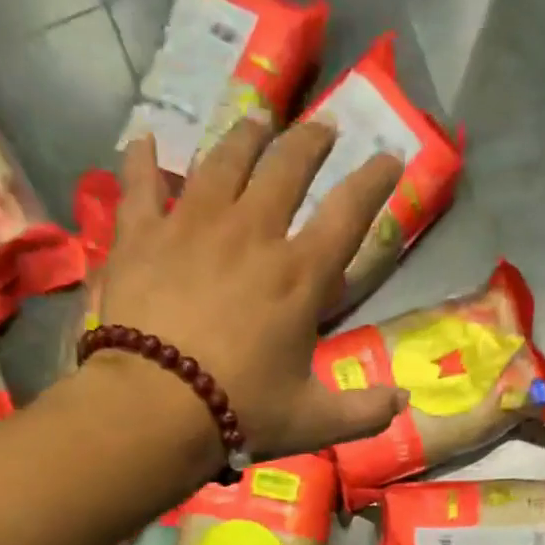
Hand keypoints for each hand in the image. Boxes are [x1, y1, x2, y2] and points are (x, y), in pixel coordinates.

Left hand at [98, 119, 408, 461]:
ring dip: (245, 136)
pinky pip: (141, 184)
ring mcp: (192, 226)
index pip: (348, 213)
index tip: (389, 159)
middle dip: (311, 142)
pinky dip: (142, 160)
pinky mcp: (142, 235)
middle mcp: (251, 233)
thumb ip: (363, 413)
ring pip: (223, 161)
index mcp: (299, 275)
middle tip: (323, 128)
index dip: (374, 181)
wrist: (155, 407)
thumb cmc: (240, 412)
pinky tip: (143, 140)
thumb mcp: (313, 422)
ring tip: (256, 122)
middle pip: (286, 167)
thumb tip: (403, 403)